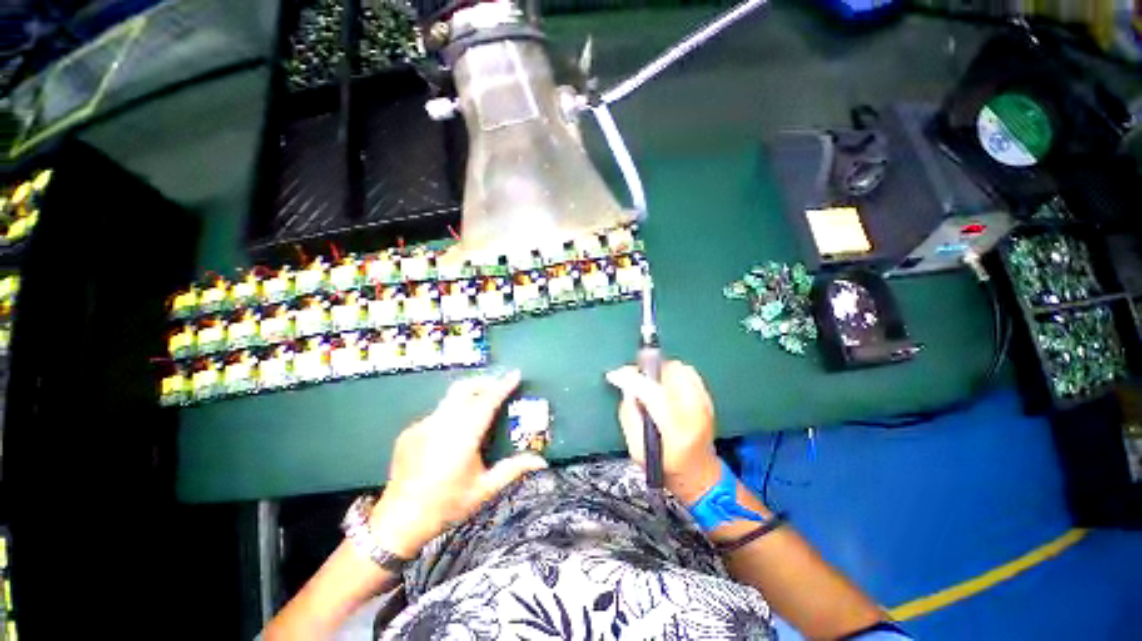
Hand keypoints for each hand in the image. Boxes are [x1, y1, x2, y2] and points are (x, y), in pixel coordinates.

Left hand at [369, 371, 547, 557]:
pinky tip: (453, 433)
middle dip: (484, 382)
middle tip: (499, 386)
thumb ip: (513, 469)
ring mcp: (423, 425)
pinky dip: (451, 414)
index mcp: (463, 436)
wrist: (398, 521)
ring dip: (468, 395)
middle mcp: (441, 424)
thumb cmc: (447, 505)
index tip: (515, 374)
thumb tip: (542, 461)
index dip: (503, 386)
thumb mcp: (485, 489)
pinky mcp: (410, 431)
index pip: (487, 401)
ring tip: (481, 404)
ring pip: (450, 398)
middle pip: (465, 388)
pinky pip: (436, 414)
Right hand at [606, 361, 721, 504]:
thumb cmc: (665, 466)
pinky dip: (672, 373)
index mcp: (676, 430)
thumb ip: (628, 415)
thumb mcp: (637, 450)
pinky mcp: (708, 398)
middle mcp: (695, 412)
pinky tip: (665, 386)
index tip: (615, 375)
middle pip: (668, 373)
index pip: (653, 393)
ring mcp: (705, 403)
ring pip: (678, 368)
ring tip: (650, 385)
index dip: (630, 379)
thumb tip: (626, 387)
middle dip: (646, 372)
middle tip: (634, 380)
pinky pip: (688, 371)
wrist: (698, 474)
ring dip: (659, 371)